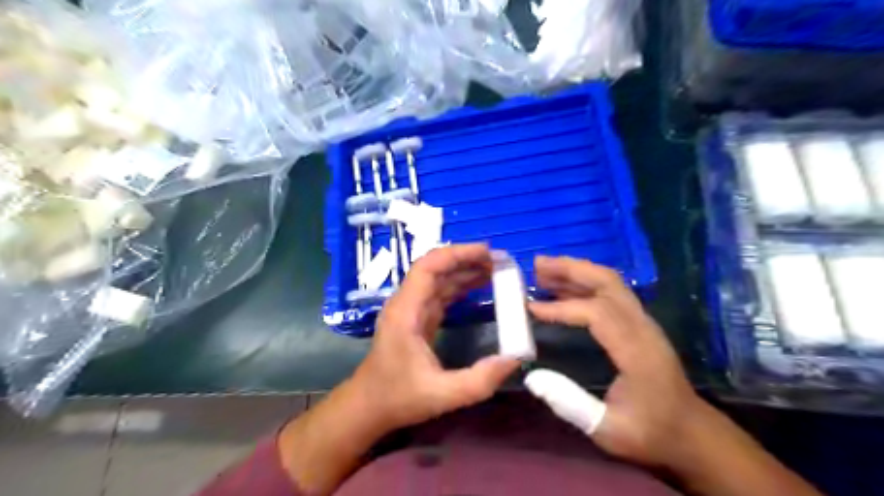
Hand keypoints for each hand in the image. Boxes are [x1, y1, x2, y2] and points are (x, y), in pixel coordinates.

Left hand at [349, 243, 518, 432]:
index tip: (486, 252)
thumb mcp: (442, 395)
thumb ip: (479, 380)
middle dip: (466, 260)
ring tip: (495, 270)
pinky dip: (459, 287)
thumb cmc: (398, 398)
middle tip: (499, 261)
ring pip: (438, 280)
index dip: (456, 254)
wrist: (367, 407)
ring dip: (464, 271)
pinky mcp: (417, 319)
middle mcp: (406, 304)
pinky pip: (439, 294)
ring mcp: (410, 310)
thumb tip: (515, 359)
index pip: (427, 267)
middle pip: (434, 268)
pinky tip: (478, 287)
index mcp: (405, 311)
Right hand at [524, 256, 705, 468]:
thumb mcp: (607, 430)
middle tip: (537, 264)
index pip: (598, 313)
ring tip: (543, 270)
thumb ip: (569, 403)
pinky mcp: (639, 324)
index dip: (562, 307)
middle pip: (608, 283)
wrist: (691, 434)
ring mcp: (643, 322)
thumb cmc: (650, 433)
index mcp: (637, 351)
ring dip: (577, 271)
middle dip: (571, 269)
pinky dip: (585, 283)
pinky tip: (562, 288)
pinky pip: (611, 292)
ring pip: (611, 283)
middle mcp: (643, 327)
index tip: (531, 309)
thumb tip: (533, 377)